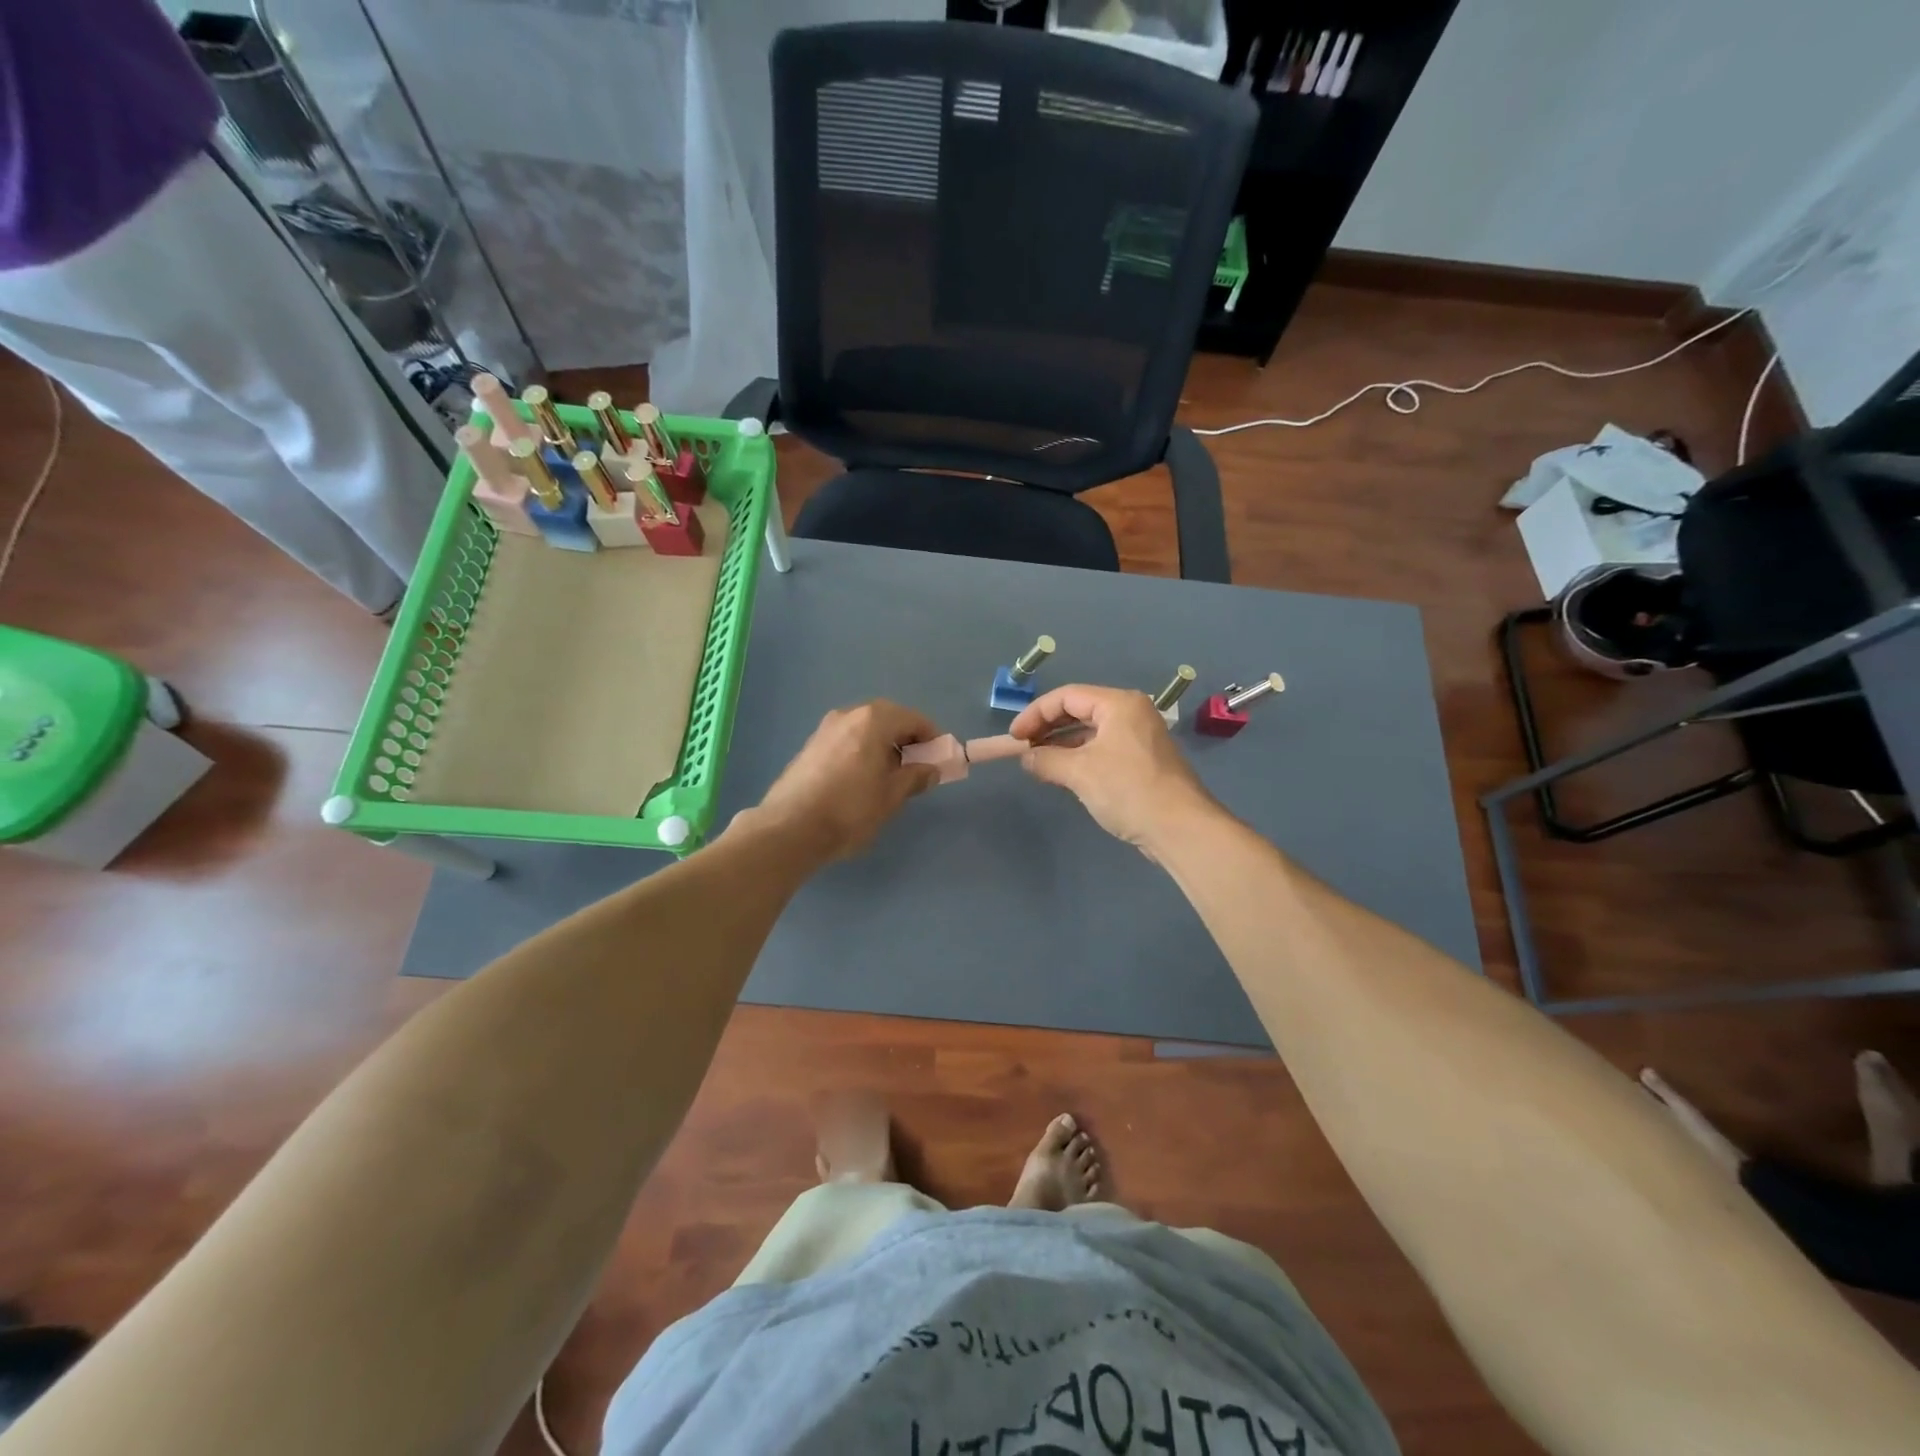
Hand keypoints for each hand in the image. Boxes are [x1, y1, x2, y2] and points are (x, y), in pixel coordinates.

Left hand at [749, 700, 942, 860]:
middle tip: (917, 766)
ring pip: (865, 729)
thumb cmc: (851, 809)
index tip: (940, 759)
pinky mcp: (810, 746)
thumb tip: (930, 769)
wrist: (791, 828)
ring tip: (890, 776)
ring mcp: (825, 729)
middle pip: (888, 718)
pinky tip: (862, 779)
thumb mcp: (891, 796)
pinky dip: (862, 750)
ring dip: (883, 744)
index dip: (932, 738)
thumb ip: (915, 777)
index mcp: (873, 720)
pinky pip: (847, 740)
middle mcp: (849, 715)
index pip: (913, 719)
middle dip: (906, 739)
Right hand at [1010, 684, 1219, 851]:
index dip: (1035, 714)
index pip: (1066, 696)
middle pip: (1079, 710)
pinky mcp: (1142, 761)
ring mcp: (1139, 737)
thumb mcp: (1079, 772)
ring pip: (1090, 732)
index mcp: (1119, 704)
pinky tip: (1062, 774)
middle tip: (1023, 748)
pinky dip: (1079, 757)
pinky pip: (1102, 749)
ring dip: (1062, 745)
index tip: (1014, 737)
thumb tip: (1026, 758)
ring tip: (1037, 763)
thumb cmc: (1128, 790)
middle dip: (1047, 728)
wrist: (1181, 828)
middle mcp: (1131, 713)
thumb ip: (1046, 760)